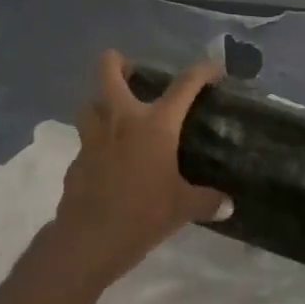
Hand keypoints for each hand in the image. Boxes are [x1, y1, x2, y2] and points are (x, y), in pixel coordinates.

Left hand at [43, 51, 228, 290]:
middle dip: (118, 62)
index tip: (214, 68)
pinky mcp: (76, 161)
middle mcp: (122, 120)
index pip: (185, 84)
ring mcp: (94, 138)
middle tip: (133, 71)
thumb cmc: (143, 215)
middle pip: (109, 71)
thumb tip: (228, 205)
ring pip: (90, 103)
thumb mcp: (182, 208)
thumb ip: (207, 201)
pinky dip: (96, 144)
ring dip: (101, 103)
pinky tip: (107, 161)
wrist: (89, 241)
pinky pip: (85, 142)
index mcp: (155, 124)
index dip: (203, 70)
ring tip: (116, 115)